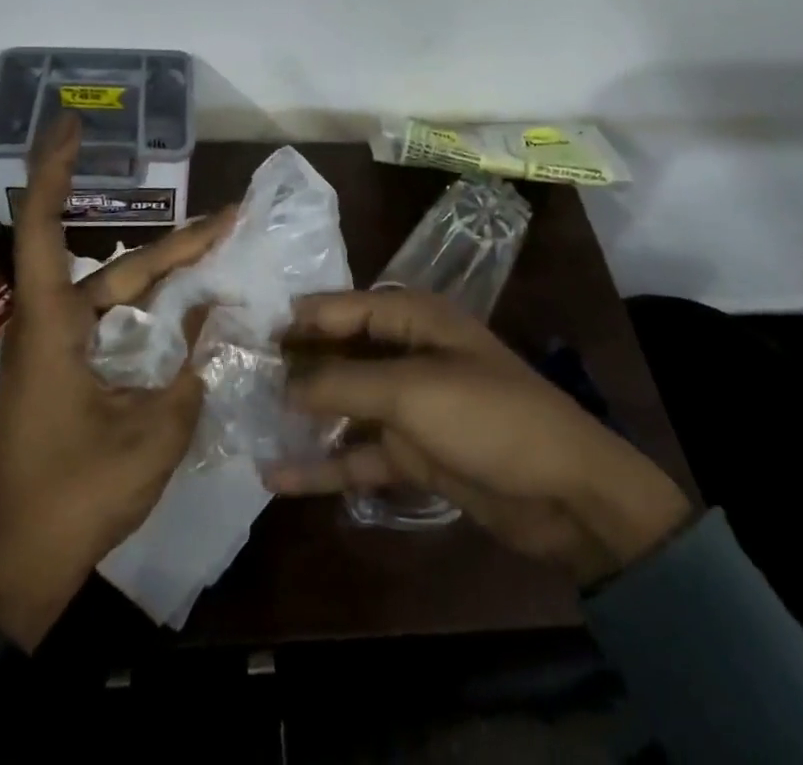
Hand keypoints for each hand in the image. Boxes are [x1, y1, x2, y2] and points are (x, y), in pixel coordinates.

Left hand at [0, 114, 232, 648]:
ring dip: (165, 273)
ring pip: (117, 293)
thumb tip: (221, 318)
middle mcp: (50, 325)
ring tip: (219, 250)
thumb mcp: (152, 435)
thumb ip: (192, 371)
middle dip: (175, 242)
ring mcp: (57, 351)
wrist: (19, 569)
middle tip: (230, 218)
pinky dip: (150, 308)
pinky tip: (187, 308)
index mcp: (52, 326)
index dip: (55, 170)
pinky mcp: (66, 374)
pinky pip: (113, 322)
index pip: (42, 227)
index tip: (73, 125)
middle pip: (114, 265)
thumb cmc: (76, 496)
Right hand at [266, 289, 692, 587]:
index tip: (249, 329)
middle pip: (340, 354)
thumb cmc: (489, 417)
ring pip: (344, 406)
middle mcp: (407, 354)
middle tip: (236, 376)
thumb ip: (344, 382)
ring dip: (303, 416)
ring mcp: (409, 406)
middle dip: (294, 366)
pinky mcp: (413, 453)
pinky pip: (358, 454)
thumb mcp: (412, 391)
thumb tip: (284, 382)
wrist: (566, 494)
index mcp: (415, 319)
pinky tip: (278, 476)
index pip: (345, 307)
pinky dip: (324, 464)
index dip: (300, 318)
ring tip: (246, 422)